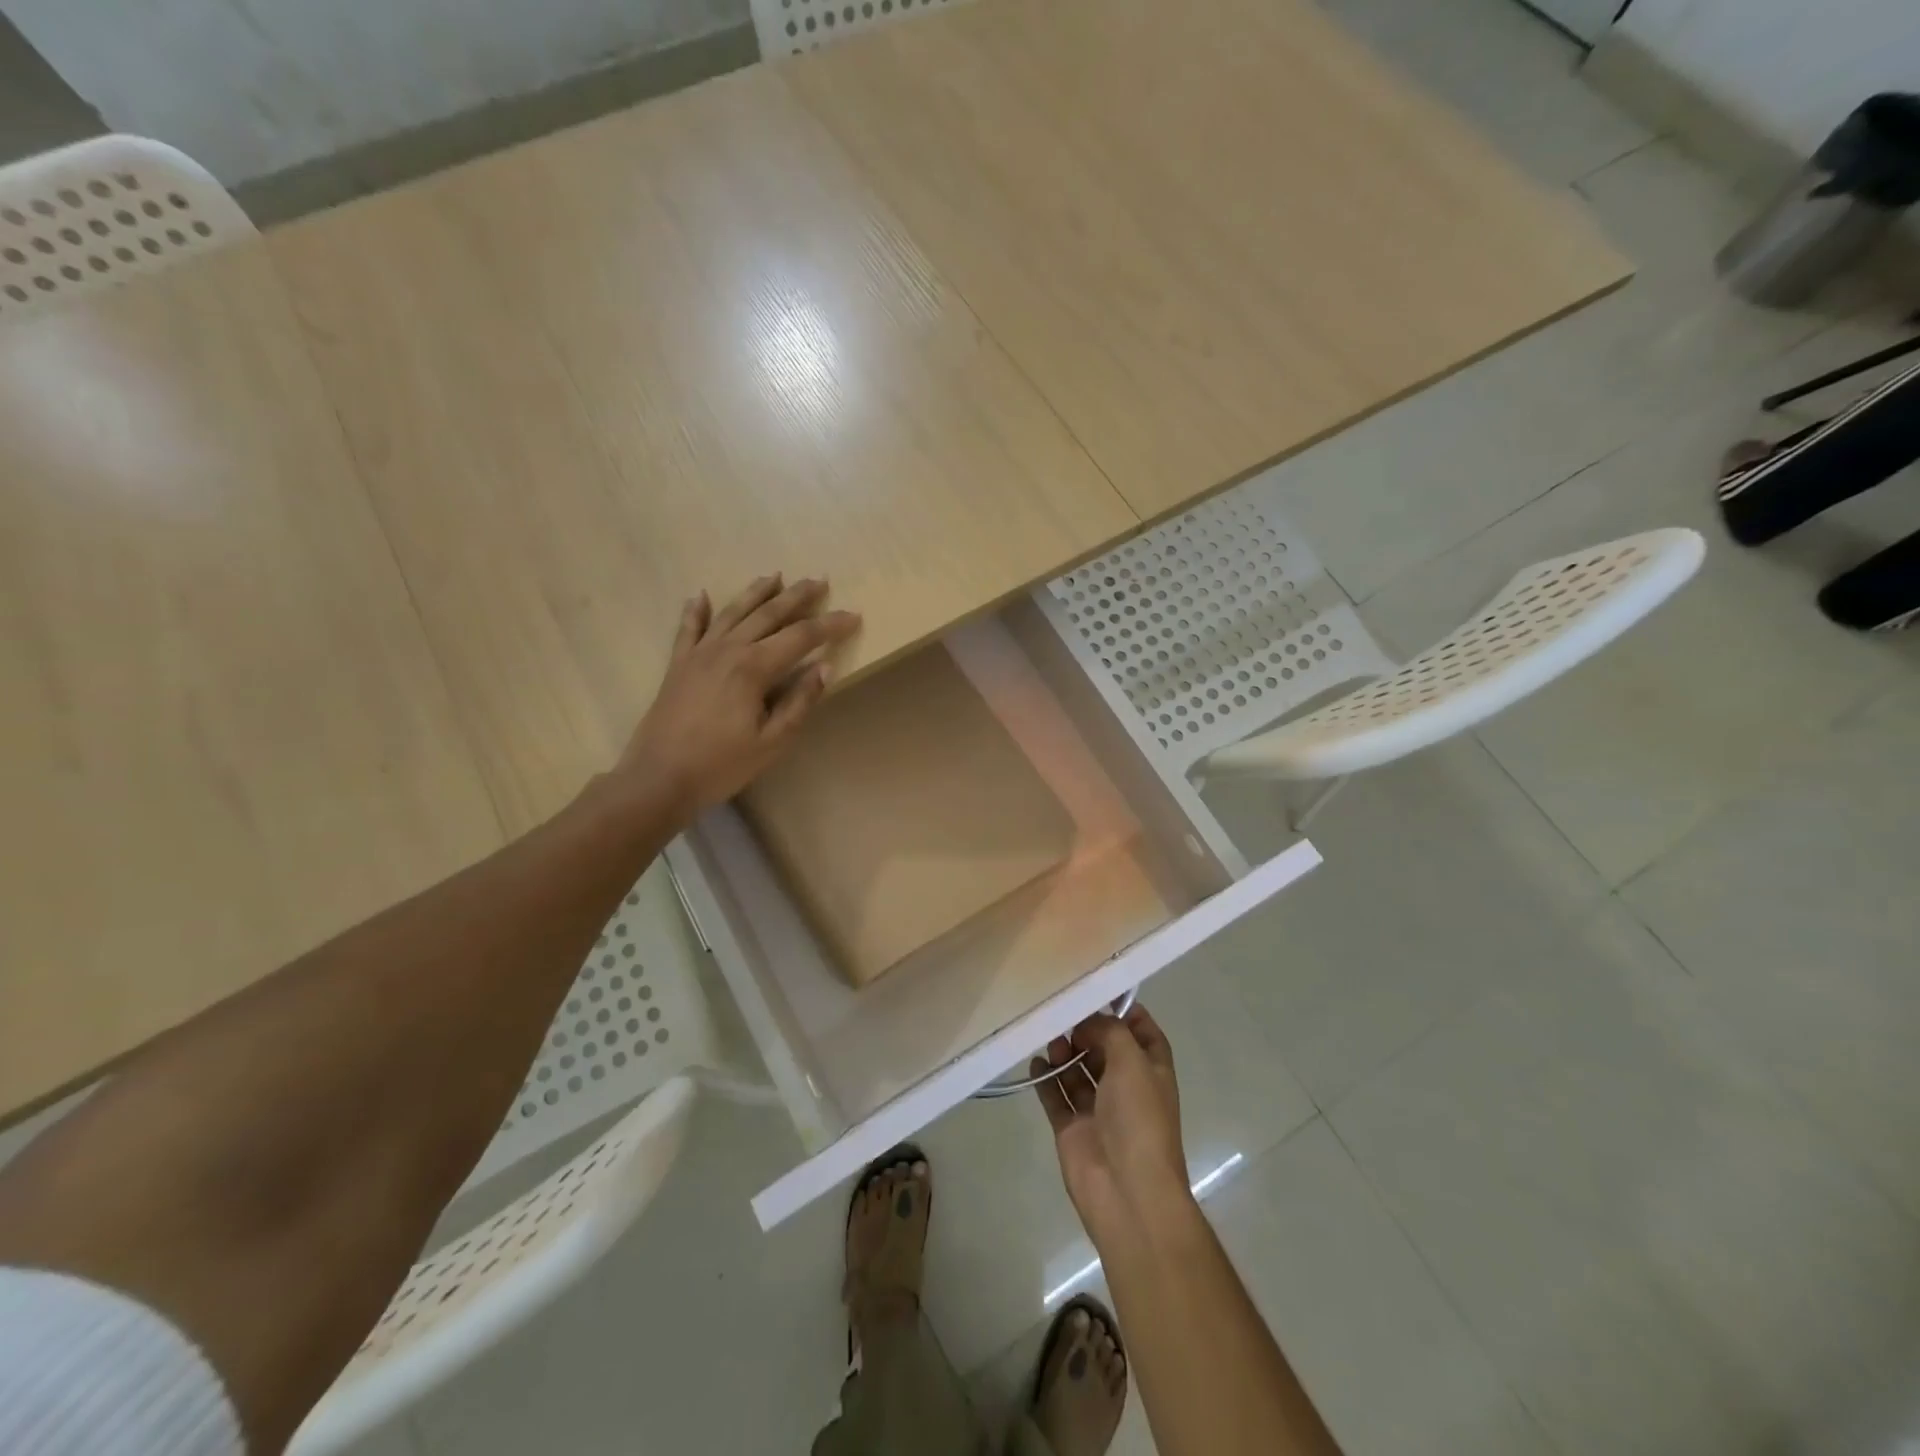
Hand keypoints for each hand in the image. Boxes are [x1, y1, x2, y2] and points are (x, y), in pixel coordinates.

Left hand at [619, 574, 860, 821]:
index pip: (801, 637)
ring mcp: (699, 654)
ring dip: (756, 592)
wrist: (659, 778)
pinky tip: (700, 595)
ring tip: (775, 576)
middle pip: (768, 614)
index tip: (854, 616)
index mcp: (753, 667)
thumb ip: (799, 702)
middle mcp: (727, 649)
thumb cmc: (721, 765)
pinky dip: (696, 610)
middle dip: (797, 596)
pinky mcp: (678, 665)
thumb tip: (824, 667)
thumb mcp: (772, 741)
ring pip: (732, 612)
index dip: (830, 625)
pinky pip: (688, 628)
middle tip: (819, 580)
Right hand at [1032, 1006, 1191, 1252]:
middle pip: (1105, 1049)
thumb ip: (1109, 1031)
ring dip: (1065, 1052)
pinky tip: (1036, 1061)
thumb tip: (1087, 1022)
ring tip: (1051, 1039)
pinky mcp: (1073, 1129)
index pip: (1143, 1033)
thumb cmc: (1139, 1120)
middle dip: (1087, 1030)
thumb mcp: (1133, 1062)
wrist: (1127, 1192)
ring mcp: (1098, 1110)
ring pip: (1079, 1071)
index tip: (1098, 992)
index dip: (1126, 1013)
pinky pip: (1056, 1097)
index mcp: (1152, 1072)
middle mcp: (1126, 1088)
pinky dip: (1046, 1079)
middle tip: (1064, 1014)